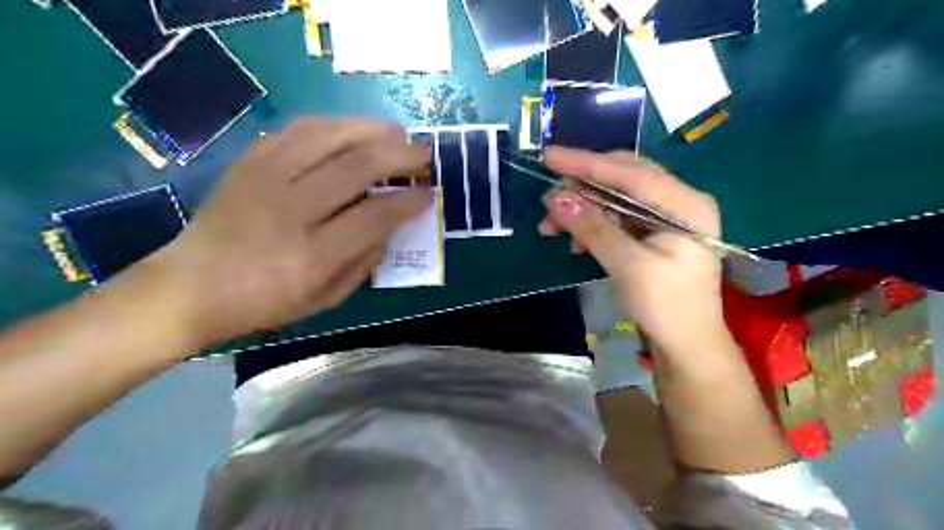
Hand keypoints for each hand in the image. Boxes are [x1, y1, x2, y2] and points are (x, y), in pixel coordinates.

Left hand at [146, 117, 429, 345]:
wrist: (189, 286)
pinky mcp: (248, 162)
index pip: (375, 216)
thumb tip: (390, 228)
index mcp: (312, 255)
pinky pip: (297, 130)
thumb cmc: (263, 301)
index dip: (408, 202)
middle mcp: (290, 209)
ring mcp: (265, 179)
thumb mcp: (324, 299)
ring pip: (328, 136)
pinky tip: (352, 129)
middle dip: (399, 156)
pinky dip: (333, 125)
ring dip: (370, 129)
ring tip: (396, 132)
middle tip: (422, 155)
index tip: (428, 195)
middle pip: (356, 166)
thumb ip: (364, 264)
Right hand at [539, 146, 727, 355]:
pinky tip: (574, 241)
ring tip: (551, 227)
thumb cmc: (666, 306)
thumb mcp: (628, 265)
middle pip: (622, 179)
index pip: (630, 173)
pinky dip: (591, 225)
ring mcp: (665, 217)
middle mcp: (678, 201)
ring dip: (582, 209)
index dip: (586, 164)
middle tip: (548, 202)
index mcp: (685, 204)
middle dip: (581, 189)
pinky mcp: (651, 233)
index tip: (549, 156)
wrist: (686, 345)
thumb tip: (556, 198)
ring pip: (614, 198)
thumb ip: (594, 227)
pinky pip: (615, 217)